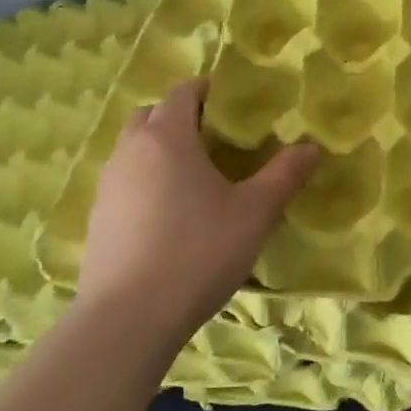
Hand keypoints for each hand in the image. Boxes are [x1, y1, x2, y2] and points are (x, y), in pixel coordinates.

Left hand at [77, 78, 318, 352]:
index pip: (183, 92)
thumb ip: (285, 174)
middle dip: (181, 116)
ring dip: (161, 150)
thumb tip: (312, 148)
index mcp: (167, 138)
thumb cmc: (198, 251)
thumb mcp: (255, 212)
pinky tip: (172, 216)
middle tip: (217, 138)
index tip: (236, 102)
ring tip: (197, 177)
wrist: (128, 321)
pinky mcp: (98, 221)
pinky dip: (147, 182)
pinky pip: (125, 183)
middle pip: (151, 115)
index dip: (209, 89)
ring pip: (134, 150)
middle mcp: (130, 152)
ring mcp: (108, 187)